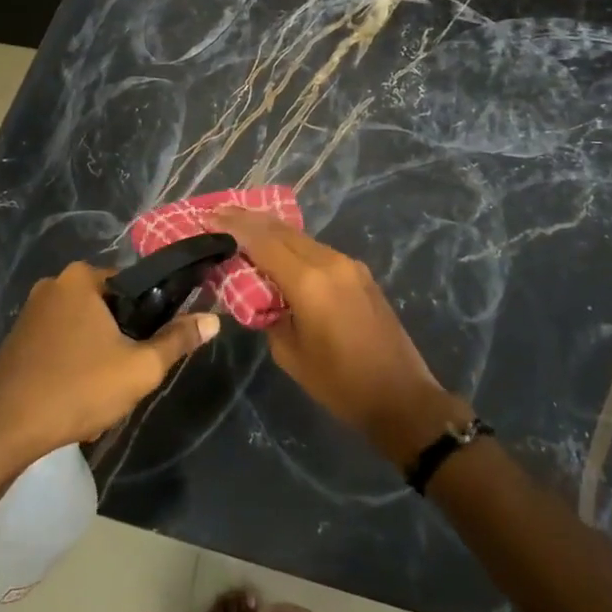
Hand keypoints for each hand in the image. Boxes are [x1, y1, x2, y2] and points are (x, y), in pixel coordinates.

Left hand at [0, 262, 218, 467]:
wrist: (2, 431)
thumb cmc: (77, 389)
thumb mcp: (139, 368)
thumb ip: (178, 340)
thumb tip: (213, 318)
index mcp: (82, 278)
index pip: (134, 284)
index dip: (151, 316)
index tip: (151, 348)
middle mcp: (54, 284)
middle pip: (109, 308)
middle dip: (121, 341)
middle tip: (126, 376)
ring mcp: (31, 312)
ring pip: (84, 329)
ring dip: (98, 357)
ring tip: (100, 393)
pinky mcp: (17, 339)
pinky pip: (60, 344)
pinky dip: (73, 365)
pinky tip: (74, 398)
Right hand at [210, 208, 467, 465]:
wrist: (402, 398)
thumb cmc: (340, 385)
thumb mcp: (290, 354)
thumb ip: (267, 314)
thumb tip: (257, 294)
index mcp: (309, 282)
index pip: (262, 241)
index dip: (234, 226)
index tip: (209, 216)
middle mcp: (330, 262)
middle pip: (282, 230)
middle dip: (249, 220)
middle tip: (220, 214)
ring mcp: (349, 265)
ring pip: (301, 237)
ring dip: (271, 231)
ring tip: (243, 228)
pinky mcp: (360, 273)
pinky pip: (317, 250)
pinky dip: (292, 245)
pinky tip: (277, 251)